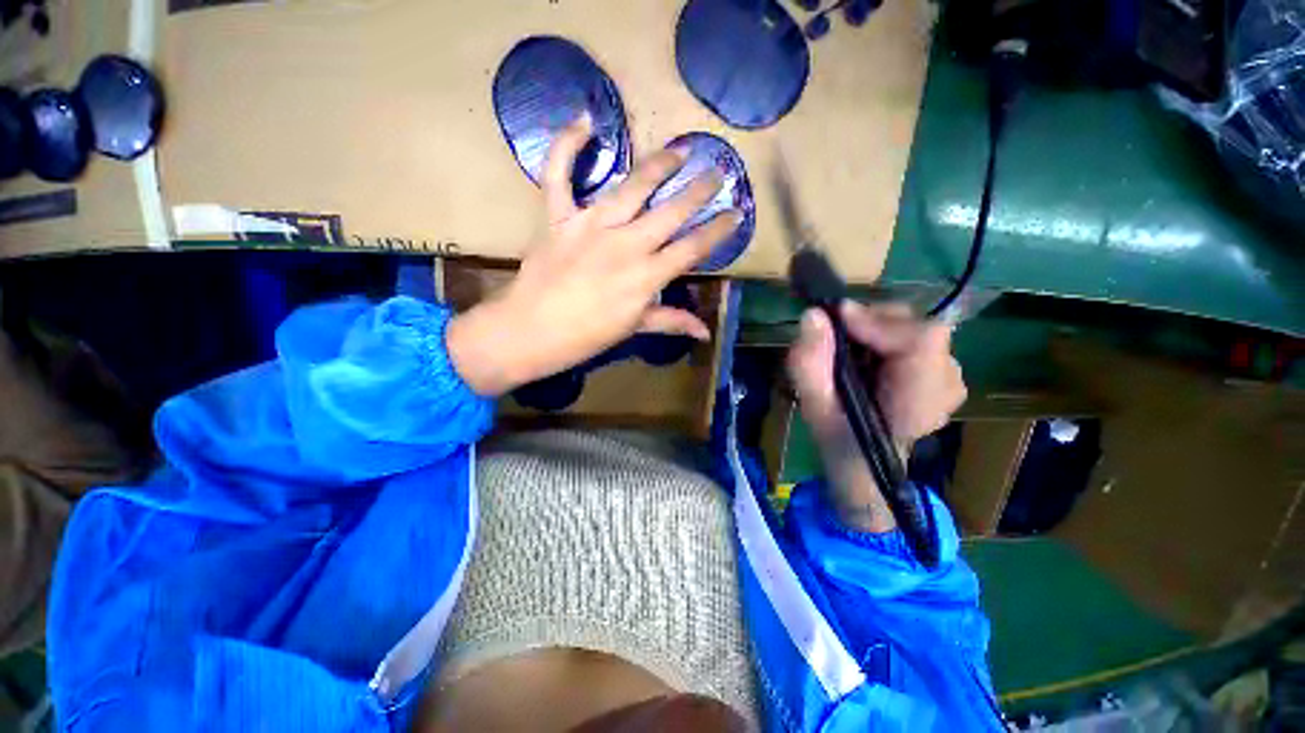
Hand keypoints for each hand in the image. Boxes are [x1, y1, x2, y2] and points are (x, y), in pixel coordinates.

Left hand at [448, 115, 741, 395]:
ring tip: (680, 149)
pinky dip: (567, 145)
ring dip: (660, 164)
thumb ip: (671, 321)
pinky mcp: (559, 217)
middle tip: (717, 172)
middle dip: (699, 191)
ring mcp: (591, 226)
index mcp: (646, 276)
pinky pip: (559, 174)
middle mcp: (626, 244)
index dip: (718, 230)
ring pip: (633, 186)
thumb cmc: (585, 336)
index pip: (693, 248)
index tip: (736, 214)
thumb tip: (705, 331)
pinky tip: (585, 120)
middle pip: (672, 211)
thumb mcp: (633, 328)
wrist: (529, 331)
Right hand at [786, 302, 965, 531]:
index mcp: (917, 404)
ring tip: (850, 350)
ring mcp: (951, 377)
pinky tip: (868, 356)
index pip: (920, 341)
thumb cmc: (839, 436)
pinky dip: (885, 335)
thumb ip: (809, 364)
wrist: (865, 459)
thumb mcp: (813, 405)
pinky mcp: (944, 369)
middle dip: (871, 322)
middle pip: (916, 327)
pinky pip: (914, 334)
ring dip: (876, 329)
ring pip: (914, 327)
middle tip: (835, 334)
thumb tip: (813, 315)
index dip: (878, 322)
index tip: (836, 319)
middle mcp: (946, 386)